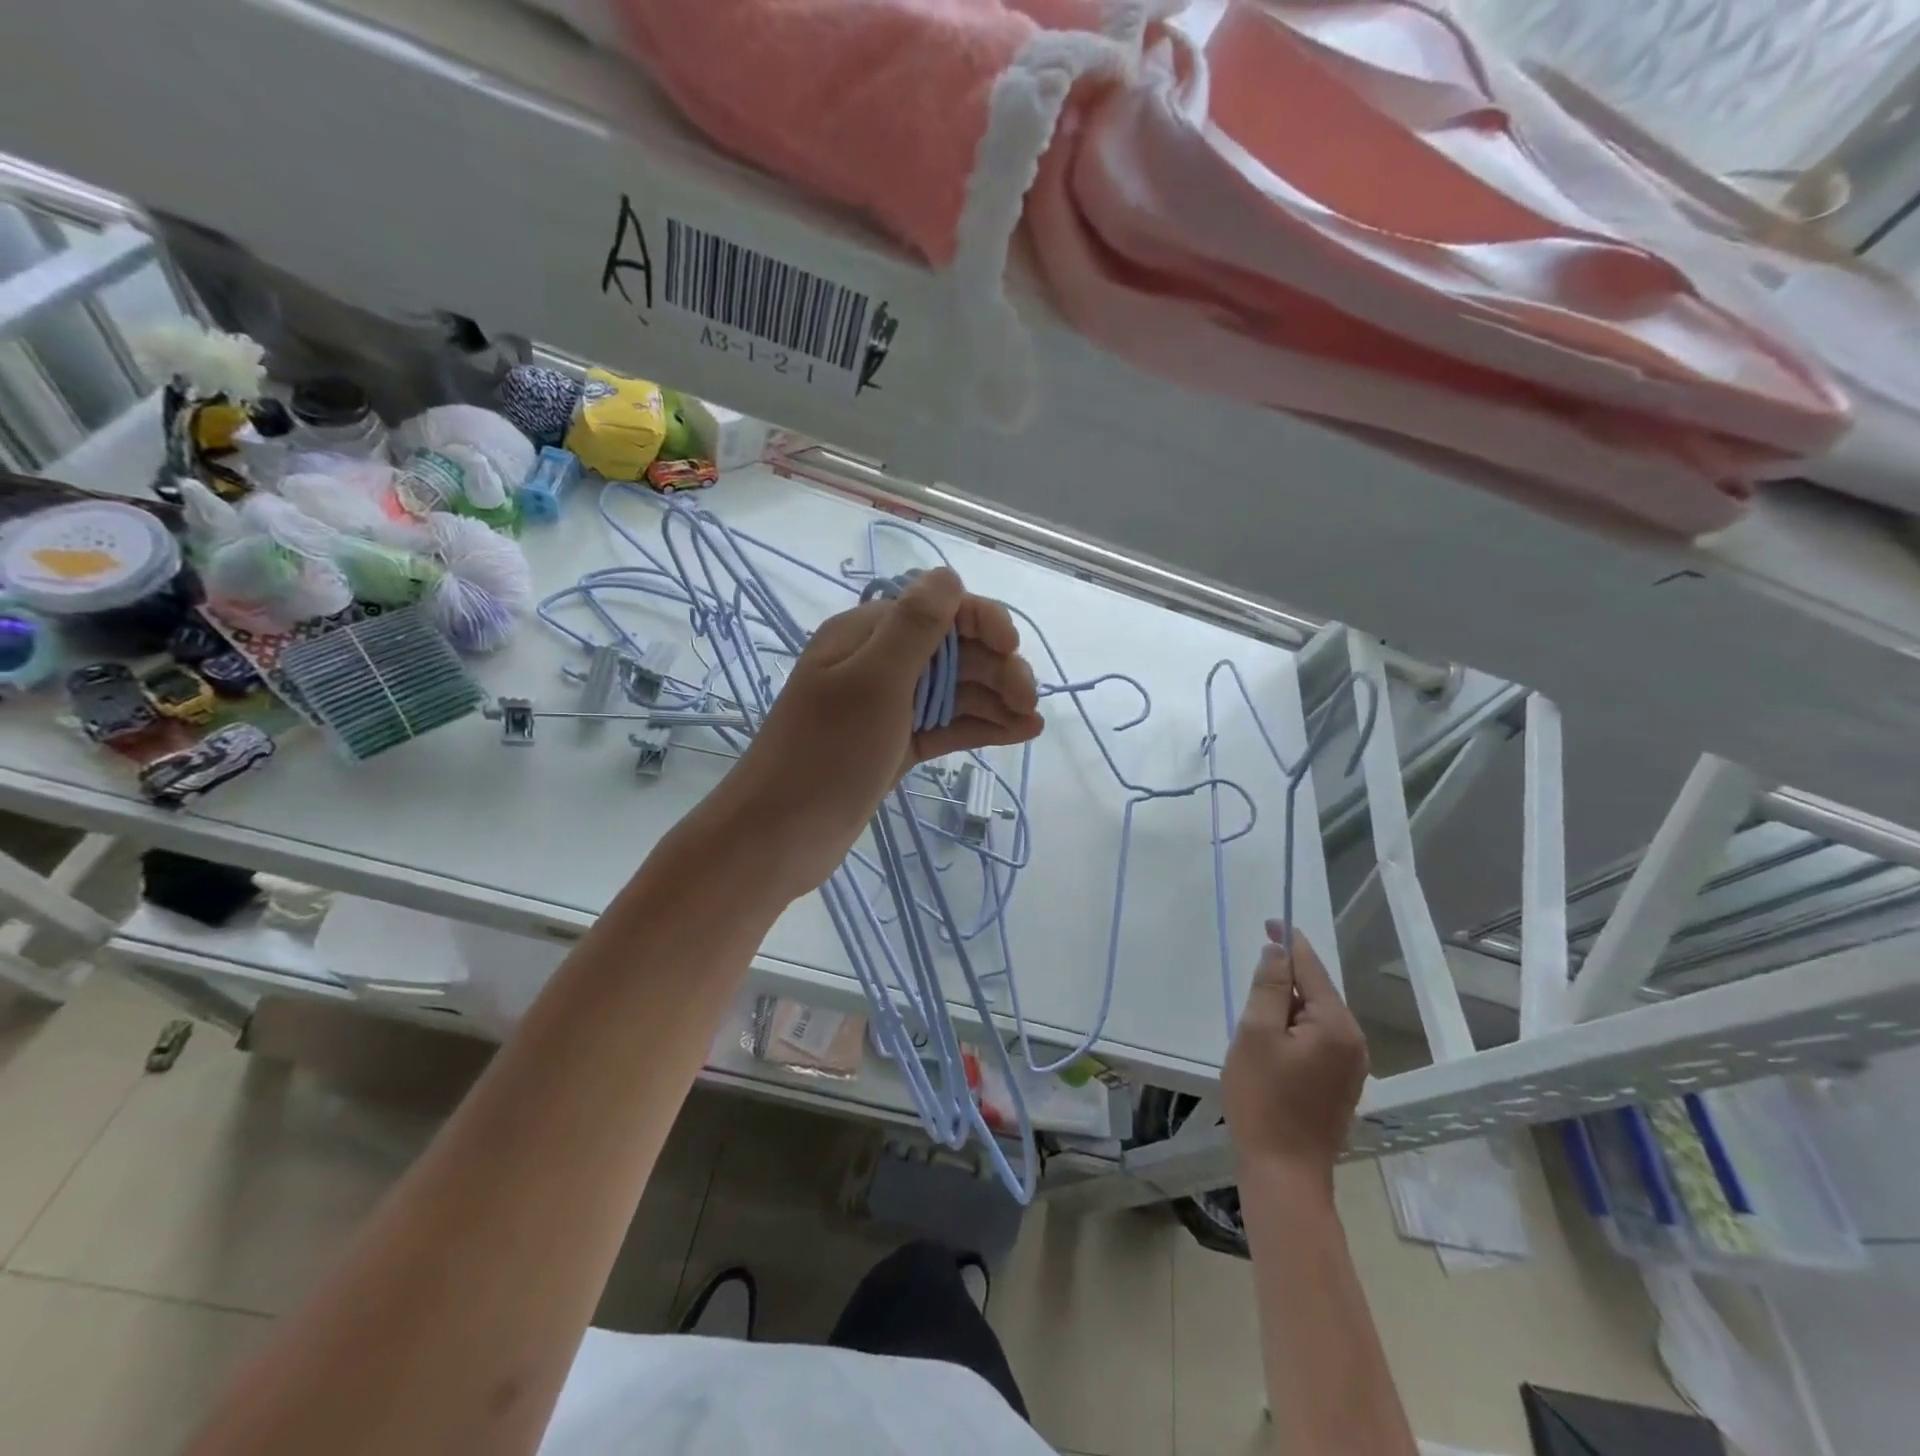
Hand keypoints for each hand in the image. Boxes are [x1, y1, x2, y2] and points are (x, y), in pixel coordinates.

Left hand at [716, 567, 1044, 896]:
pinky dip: (980, 726)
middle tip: (1028, 701)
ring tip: (1030, 721)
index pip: (938, 609)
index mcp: (867, 635)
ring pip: (955, 691)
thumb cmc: (826, 753)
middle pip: (953, 652)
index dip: (982, 622)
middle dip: (996, 668)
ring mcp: (889, 708)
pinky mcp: (896, 745)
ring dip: (996, 699)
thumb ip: (914, 627)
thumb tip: (949, 575)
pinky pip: (947, 725)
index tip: (1012, 650)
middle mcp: (879, 664)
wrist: (779, 835)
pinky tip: (1018, 733)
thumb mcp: (872, 682)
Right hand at [1221, 924, 1368, 1191]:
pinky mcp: (1342, 1084)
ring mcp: (1352, 1065)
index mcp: (1336, 1025)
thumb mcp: (1255, 1034)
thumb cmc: (1263, 1099)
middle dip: (1284, 980)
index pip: (1310, 968)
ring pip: (1315, 1016)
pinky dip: (1294, 1030)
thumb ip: (1267, 987)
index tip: (1269, 922)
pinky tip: (1271, 1044)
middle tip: (1249, 983)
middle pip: (1315, 991)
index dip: (1288, 941)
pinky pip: (1317, 1039)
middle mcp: (1353, 1040)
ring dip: (1286, 1007)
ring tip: (1254, 1019)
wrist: (1285, 1172)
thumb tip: (1277, 953)